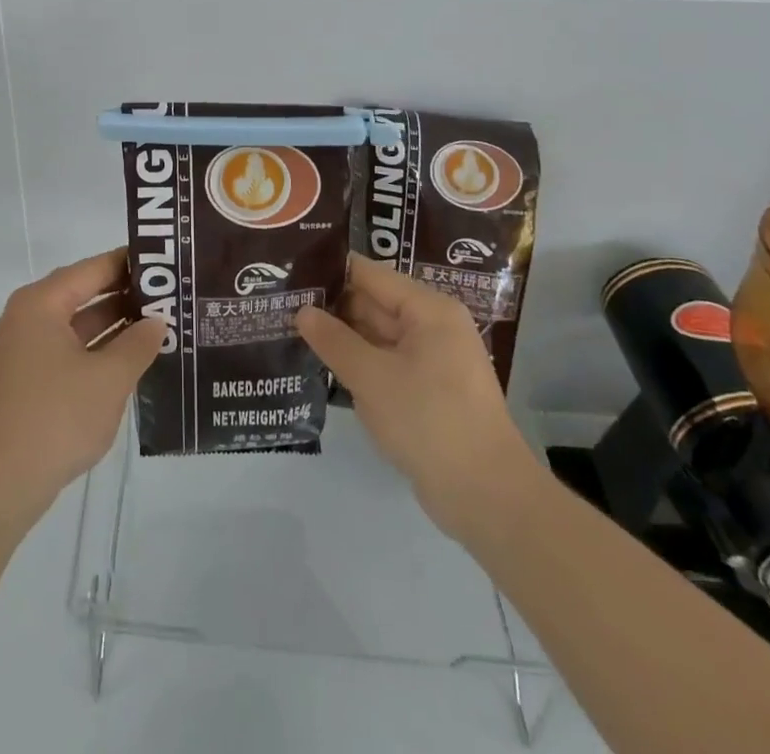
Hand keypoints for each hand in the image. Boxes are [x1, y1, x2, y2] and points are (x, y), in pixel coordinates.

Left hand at [0, 248, 163, 527]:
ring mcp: (25, 351)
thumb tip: (157, 322)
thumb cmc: (56, 417)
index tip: (165, 260)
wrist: (0, 484)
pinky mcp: (28, 381)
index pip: (92, 269)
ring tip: (161, 323)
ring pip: (78, 325)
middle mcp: (29, 318)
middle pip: (83, 294)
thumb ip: (138, 344)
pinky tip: (132, 359)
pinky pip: (70, 350)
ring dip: (115, 325)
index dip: (129, 263)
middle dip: (126, 295)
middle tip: (171, 293)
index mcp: (41, 304)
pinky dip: (99, 350)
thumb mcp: (109, 378)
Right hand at [296, 255, 540, 539]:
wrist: (487, 497)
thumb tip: (302, 311)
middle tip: (282, 304)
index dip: (330, 272)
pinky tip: (322, 366)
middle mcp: (432, 327)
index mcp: (428, 310)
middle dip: (331, 307)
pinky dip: (359, 364)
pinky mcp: (427, 392)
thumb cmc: (429, 421)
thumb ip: (334, 340)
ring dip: (341, 338)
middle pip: (373, 304)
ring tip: (290, 330)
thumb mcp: (372, 378)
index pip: (370, 275)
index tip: (289, 272)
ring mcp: (432, 361)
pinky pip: (386, 365)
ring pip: (377, 337)